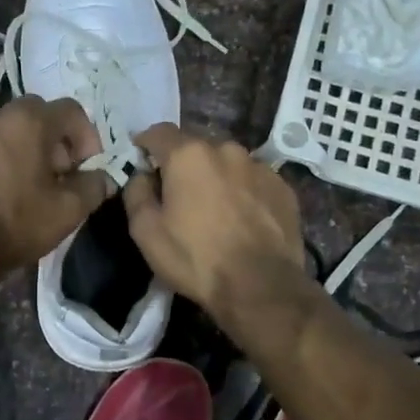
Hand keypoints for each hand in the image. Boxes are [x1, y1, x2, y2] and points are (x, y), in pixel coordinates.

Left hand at [0, 96, 114, 273]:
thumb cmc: (17, 221)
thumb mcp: (68, 210)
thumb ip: (93, 187)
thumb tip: (104, 178)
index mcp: (29, 122)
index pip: (71, 110)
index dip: (88, 136)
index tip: (87, 167)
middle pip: (37, 115)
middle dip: (55, 140)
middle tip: (60, 174)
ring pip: (7, 132)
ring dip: (25, 150)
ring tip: (30, 187)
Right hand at [122, 124, 303, 317]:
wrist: (261, 286)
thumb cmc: (195, 258)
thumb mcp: (145, 231)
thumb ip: (136, 193)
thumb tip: (142, 176)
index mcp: (188, 155)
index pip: (158, 132)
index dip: (145, 145)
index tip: (142, 163)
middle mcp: (226, 149)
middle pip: (195, 147)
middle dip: (183, 164)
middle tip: (178, 195)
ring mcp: (259, 167)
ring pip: (227, 163)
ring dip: (215, 177)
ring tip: (214, 209)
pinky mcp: (283, 187)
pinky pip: (253, 180)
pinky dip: (242, 191)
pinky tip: (241, 219)